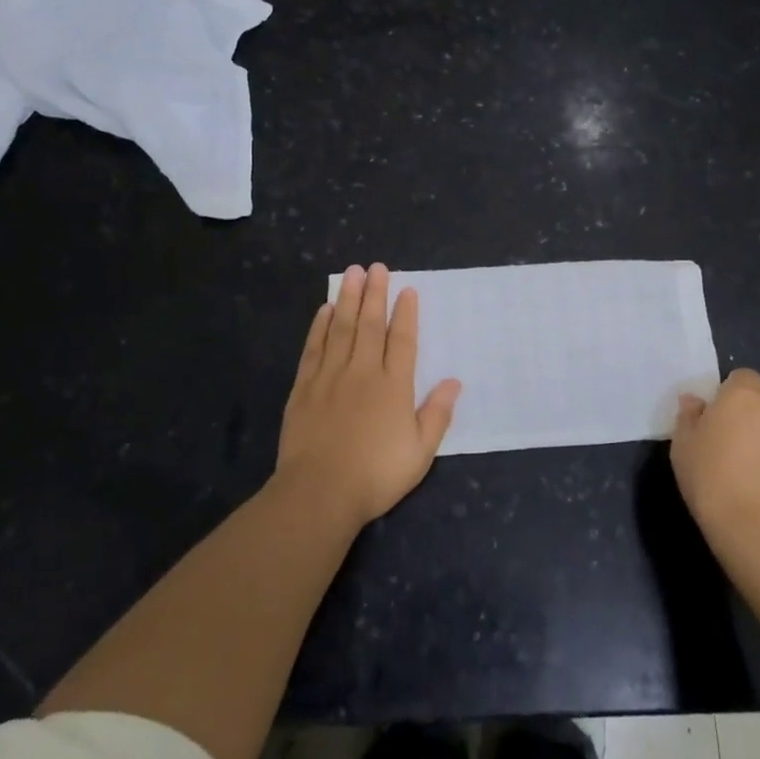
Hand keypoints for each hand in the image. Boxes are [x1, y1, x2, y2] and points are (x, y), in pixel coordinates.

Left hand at [276, 264, 460, 527]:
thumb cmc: (376, 475)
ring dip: (348, 299)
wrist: (319, 491)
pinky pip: (314, 348)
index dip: (406, 313)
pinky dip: (320, 326)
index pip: (402, 340)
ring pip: (341, 328)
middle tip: (376, 267)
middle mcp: (363, 372)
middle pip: (370, 325)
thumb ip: (437, 414)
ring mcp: (330, 376)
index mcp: (394, 386)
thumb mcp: (420, 452)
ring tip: (352, 273)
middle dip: (375, 293)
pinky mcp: (304, 387)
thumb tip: (454, 381)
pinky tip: (324, 310)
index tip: (407, 289)